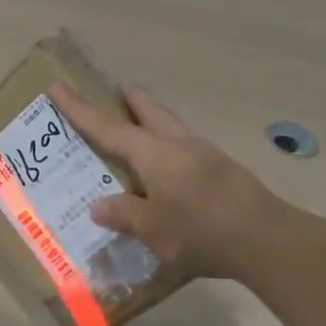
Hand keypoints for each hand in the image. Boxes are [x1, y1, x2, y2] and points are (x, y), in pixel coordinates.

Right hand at [50, 83, 284, 280]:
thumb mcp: (153, 229)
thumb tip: (99, 206)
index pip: (107, 127)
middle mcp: (177, 144)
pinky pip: (185, 145)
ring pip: (170, 124)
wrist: (267, 239)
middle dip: (129, 99)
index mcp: (154, 154)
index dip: (79, 109)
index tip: (58, 86)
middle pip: (149, 110)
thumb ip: (123, 214)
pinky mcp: (222, 169)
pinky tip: (167, 167)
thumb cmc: (202, 231)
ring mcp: (204, 154)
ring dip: (151, 118)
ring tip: (138, 126)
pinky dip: (167, 144)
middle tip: (115, 91)